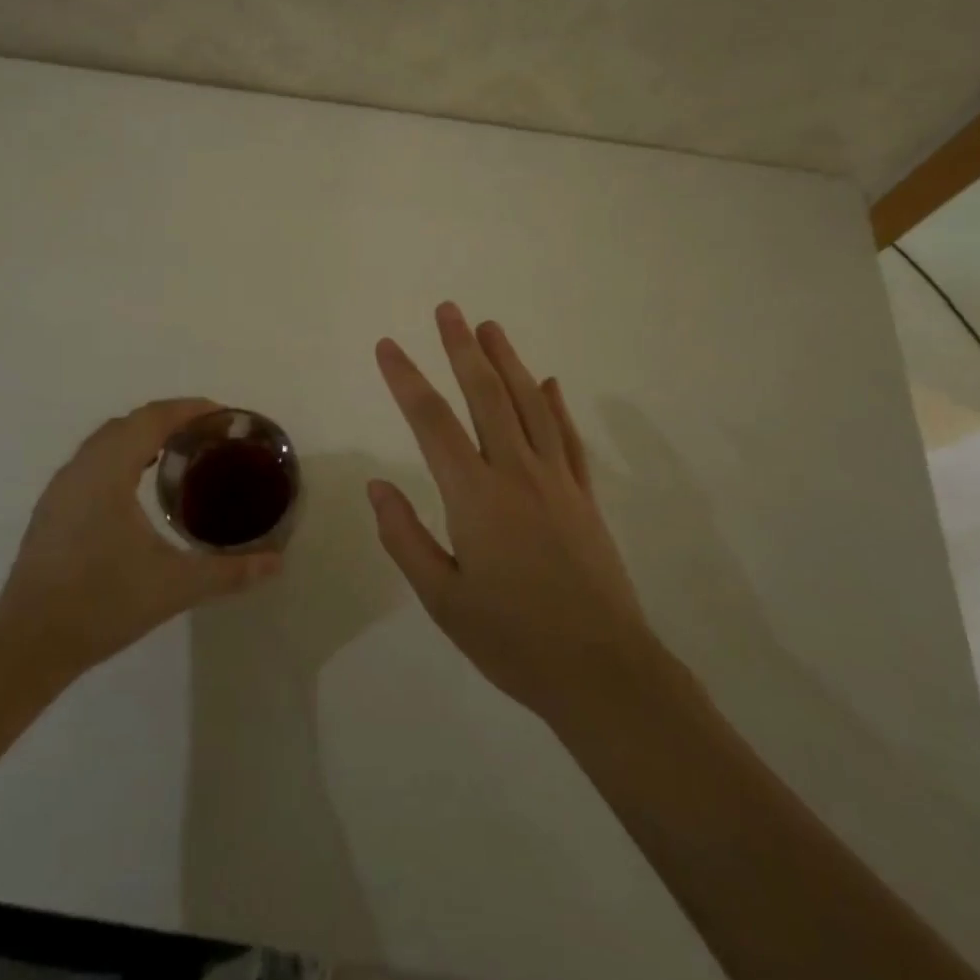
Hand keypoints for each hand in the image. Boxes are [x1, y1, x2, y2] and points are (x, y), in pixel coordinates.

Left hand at [0, 398, 281, 688]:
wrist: (27, 646)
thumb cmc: (102, 605)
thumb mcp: (175, 587)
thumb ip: (229, 572)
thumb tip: (276, 562)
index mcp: (108, 472)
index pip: (151, 419)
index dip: (188, 409)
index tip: (222, 415)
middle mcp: (80, 469)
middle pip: (128, 423)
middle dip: (169, 419)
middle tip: (207, 436)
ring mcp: (60, 489)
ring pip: (105, 441)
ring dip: (141, 437)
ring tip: (178, 455)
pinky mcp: (51, 510)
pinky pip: (91, 462)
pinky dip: (120, 456)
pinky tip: (136, 487)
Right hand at [369, 304, 663, 728]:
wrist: (602, 671)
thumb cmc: (512, 639)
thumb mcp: (443, 598)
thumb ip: (404, 537)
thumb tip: (376, 485)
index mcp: (475, 495)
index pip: (432, 421)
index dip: (406, 378)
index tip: (388, 345)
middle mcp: (516, 473)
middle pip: (486, 394)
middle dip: (463, 348)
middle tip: (448, 309)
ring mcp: (556, 480)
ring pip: (530, 403)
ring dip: (508, 361)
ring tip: (490, 327)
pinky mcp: (584, 496)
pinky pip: (566, 437)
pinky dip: (555, 404)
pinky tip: (547, 382)